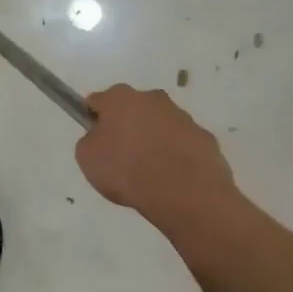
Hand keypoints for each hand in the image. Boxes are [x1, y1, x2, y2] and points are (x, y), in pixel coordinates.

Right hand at [75, 85, 237, 231]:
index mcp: (120, 97)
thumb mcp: (87, 158)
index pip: (97, 101)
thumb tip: (100, 138)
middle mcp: (153, 98)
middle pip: (132, 108)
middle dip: (127, 126)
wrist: (184, 193)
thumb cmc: (126, 170)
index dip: (93, 120)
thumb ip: (90, 141)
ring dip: (154, 140)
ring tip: (149, 173)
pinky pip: (183, 144)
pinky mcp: (205, 138)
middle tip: (121, 157)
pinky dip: (177, 156)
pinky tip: (172, 179)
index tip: (95, 141)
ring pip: (160, 124)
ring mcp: (183, 117)